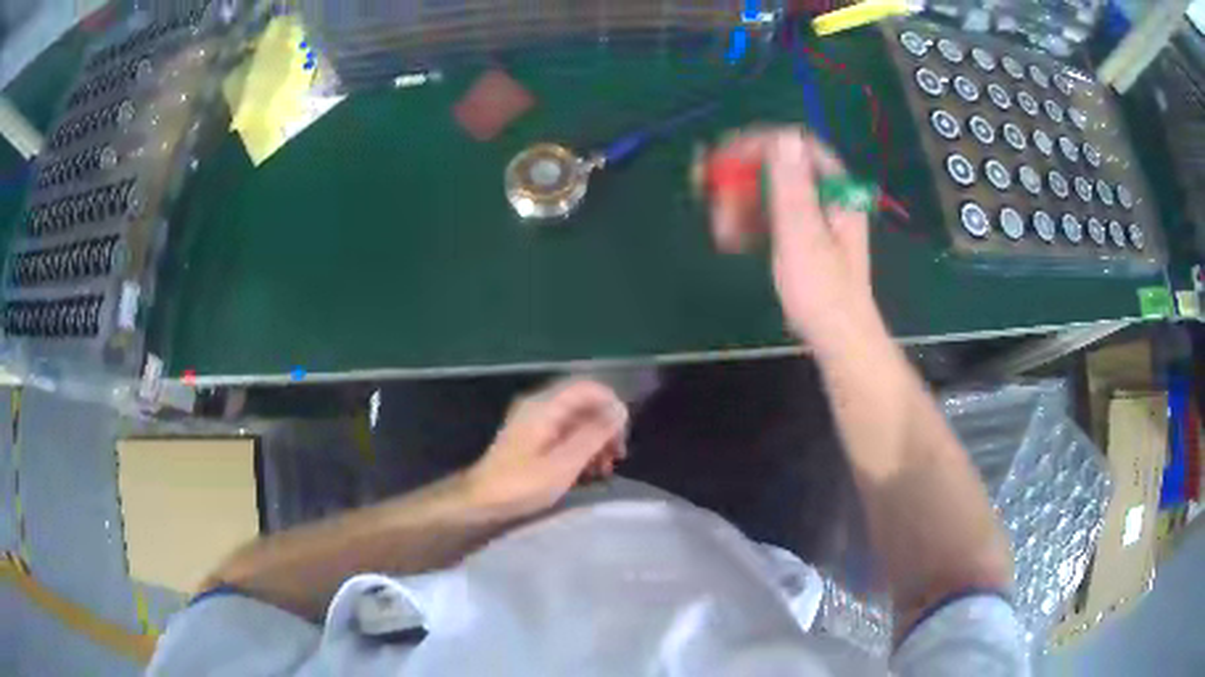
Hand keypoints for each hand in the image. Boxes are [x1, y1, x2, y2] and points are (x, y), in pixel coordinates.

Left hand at [464, 379, 628, 518]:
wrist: (480, 500)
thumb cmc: (521, 485)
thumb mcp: (564, 463)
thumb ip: (594, 434)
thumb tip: (620, 410)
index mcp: (545, 406)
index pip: (588, 388)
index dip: (612, 405)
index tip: (623, 436)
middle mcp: (539, 406)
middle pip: (583, 403)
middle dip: (605, 427)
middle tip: (617, 457)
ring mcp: (533, 422)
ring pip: (575, 420)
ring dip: (595, 440)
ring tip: (604, 470)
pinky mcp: (531, 438)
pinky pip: (564, 433)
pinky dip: (579, 448)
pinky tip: (586, 472)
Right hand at [709, 128, 885, 354]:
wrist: (838, 339)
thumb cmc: (822, 292)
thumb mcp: (803, 237)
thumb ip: (792, 186)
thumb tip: (784, 135)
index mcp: (835, 190)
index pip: (797, 146)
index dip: (759, 144)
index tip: (724, 156)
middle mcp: (826, 196)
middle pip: (779, 167)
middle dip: (741, 178)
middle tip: (708, 191)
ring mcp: (815, 217)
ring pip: (771, 192)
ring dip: (739, 203)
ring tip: (718, 227)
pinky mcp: (804, 237)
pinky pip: (772, 215)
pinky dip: (750, 222)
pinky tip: (731, 238)